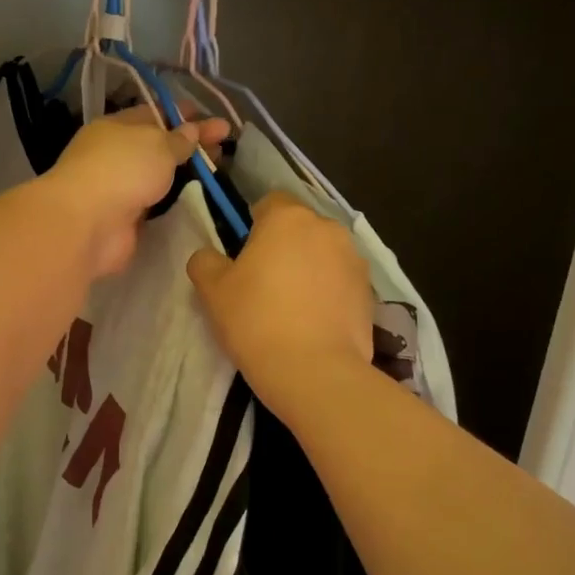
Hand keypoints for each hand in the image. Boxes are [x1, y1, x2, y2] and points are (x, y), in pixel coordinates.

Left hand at [43, 110, 229, 277]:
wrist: (88, 224)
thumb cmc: (122, 170)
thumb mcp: (157, 144)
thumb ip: (178, 139)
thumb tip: (191, 131)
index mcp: (116, 127)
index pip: (154, 114)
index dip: (184, 115)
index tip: (214, 119)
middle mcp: (115, 156)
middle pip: (159, 147)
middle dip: (191, 145)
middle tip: (225, 146)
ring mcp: (119, 189)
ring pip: (158, 177)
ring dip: (184, 176)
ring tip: (218, 174)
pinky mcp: (126, 220)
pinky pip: (156, 206)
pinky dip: (174, 203)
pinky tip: (198, 201)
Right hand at [187, 193, 372, 410]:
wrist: (315, 371)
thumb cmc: (257, 321)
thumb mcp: (213, 291)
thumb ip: (205, 262)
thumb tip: (209, 255)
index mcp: (287, 218)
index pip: (268, 203)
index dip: (252, 226)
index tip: (242, 258)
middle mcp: (326, 228)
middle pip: (298, 228)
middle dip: (283, 247)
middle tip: (263, 284)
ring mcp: (354, 259)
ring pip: (322, 253)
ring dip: (308, 268)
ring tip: (291, 307)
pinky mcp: (370, 291)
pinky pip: (340, 281)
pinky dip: (328, 292)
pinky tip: (313, 322)